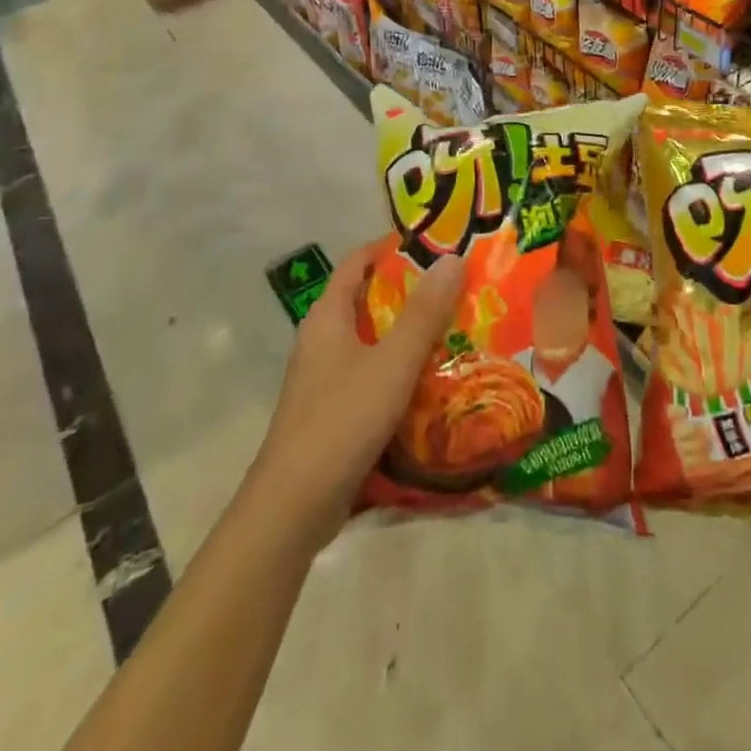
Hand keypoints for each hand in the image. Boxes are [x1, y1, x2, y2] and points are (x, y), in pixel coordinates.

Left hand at [250, 244, 464, 550]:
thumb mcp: (392, 362)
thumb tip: (452, 258)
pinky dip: (399, 368)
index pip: (356, 263)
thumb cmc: (342, 420)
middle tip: (457, 286)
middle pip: (366, 300)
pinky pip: (371, 374)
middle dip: (410, 290)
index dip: (390, 247)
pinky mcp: (332, 411)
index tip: (433, 242)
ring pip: (371, 340)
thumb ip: (424, 312)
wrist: (293, 507)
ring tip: (456, 328)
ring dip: (408, 332)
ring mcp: (324, 378)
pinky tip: (432, 380)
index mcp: (327, 317)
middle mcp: (322, 340)